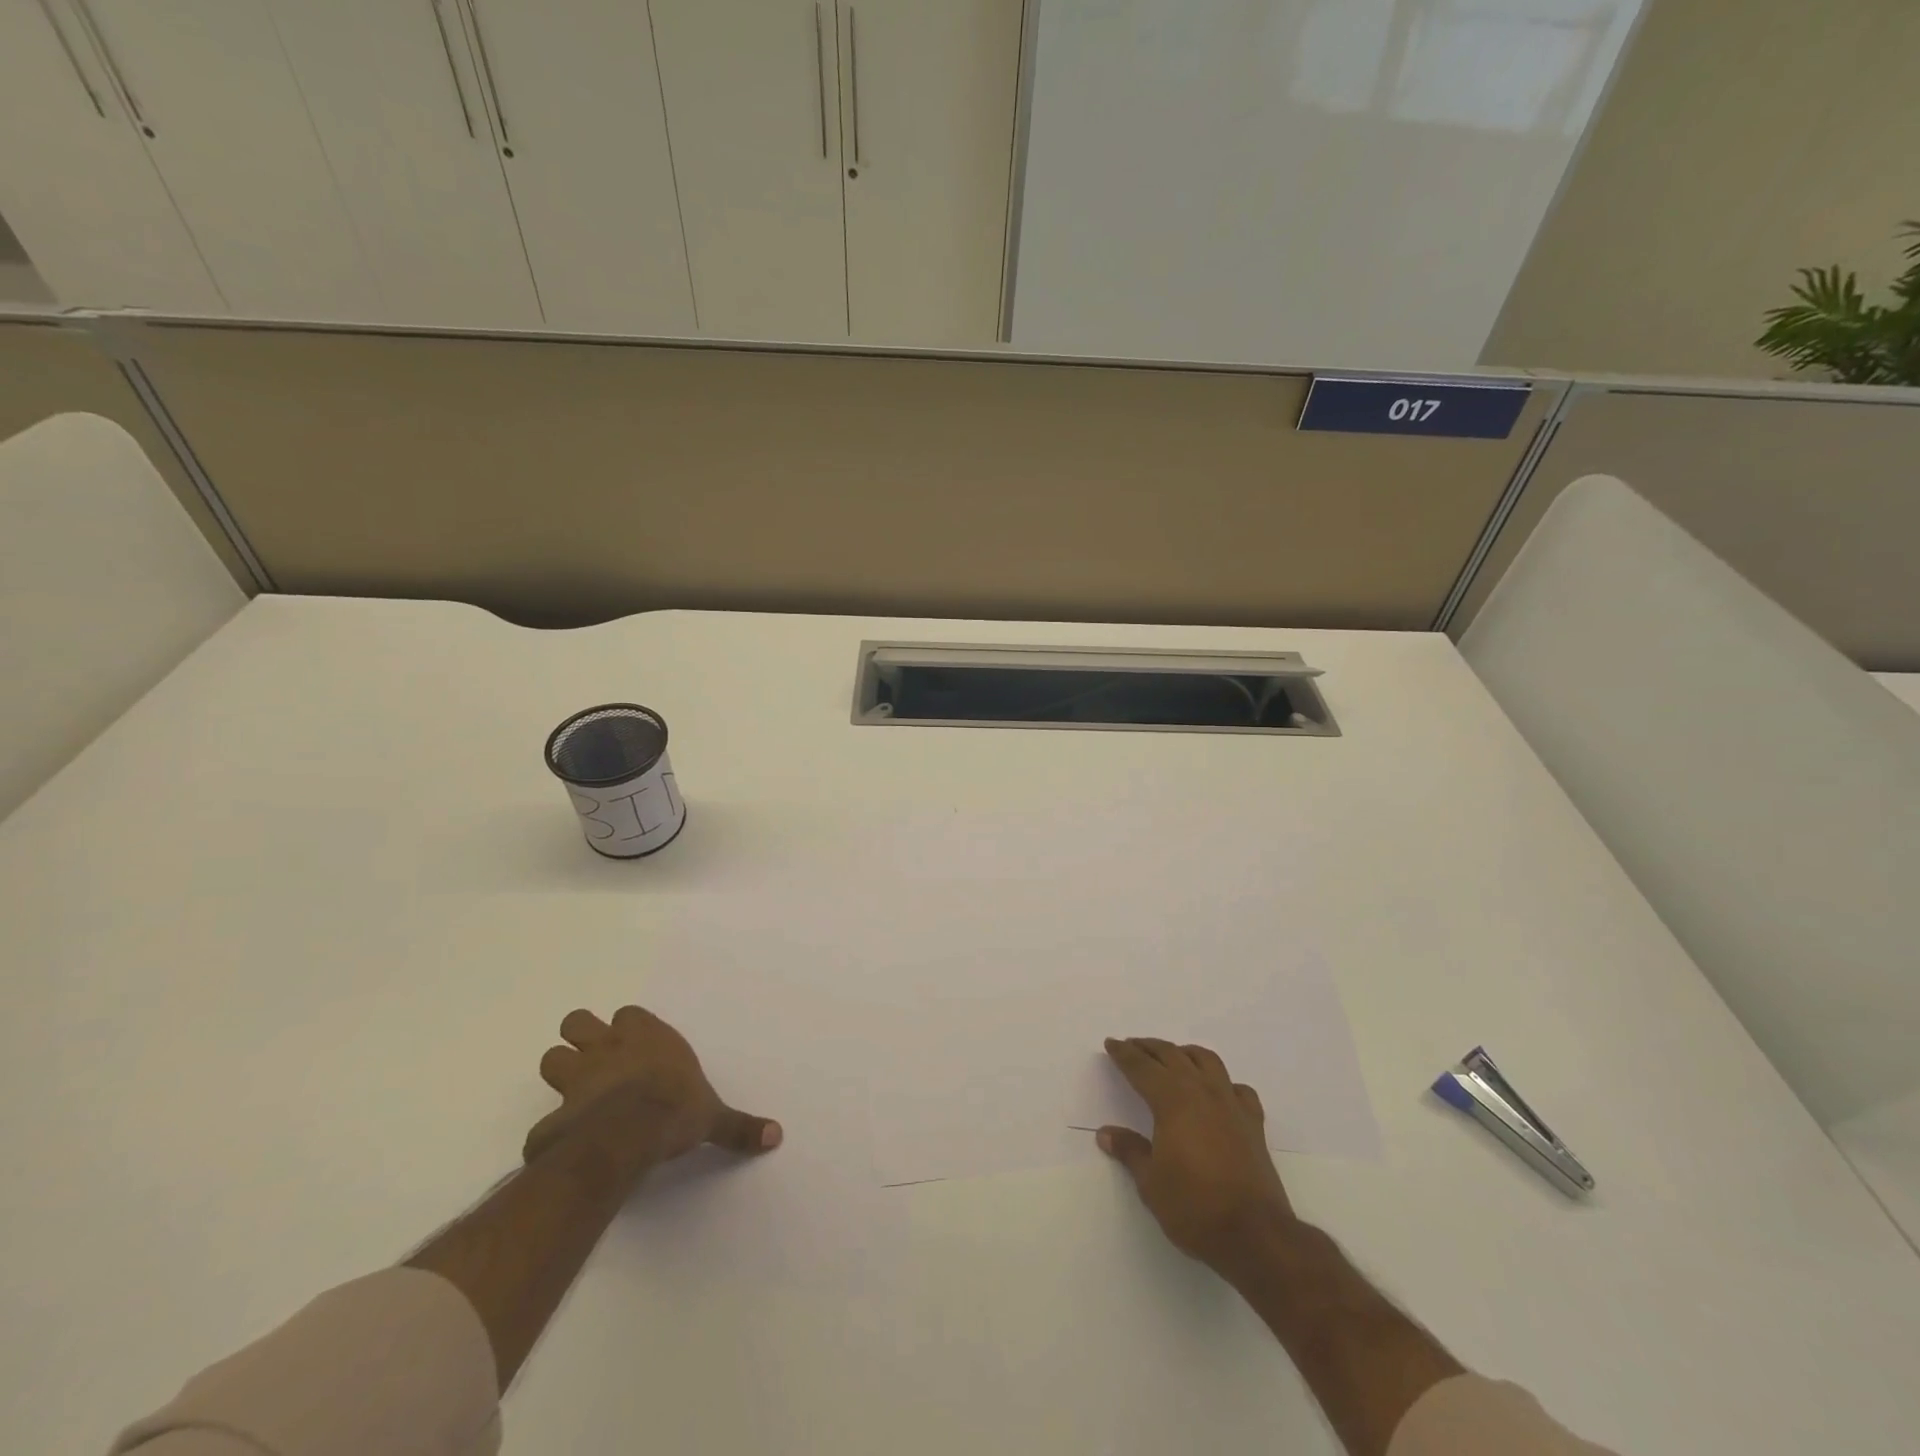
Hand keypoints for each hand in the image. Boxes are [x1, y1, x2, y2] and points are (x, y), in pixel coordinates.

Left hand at [524, 1005, 781, 1165]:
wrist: (629, 1135)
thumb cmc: (676, 1110)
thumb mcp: (713, 1117)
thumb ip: (739, 1126)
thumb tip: (776, 1135)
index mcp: (647, 1038)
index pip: (629, 1014)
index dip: (627, 1027)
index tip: (635, 1044)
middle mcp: (608, 1048)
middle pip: (577, 1022)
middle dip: (580, 1038)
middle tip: (595, 1060)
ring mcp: (577, 1079)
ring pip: (552, 1058)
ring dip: (560, 1073)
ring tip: (577, 1094)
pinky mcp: (555, 1116)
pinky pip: (544, 1122)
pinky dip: (550, 1131)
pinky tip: (563, 1145)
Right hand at [1098, 1037, 1296, 1272]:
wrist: (1256, 1235)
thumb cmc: (1194, 1207)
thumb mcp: (1150, 1183)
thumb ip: (1130, 1151)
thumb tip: (1106, 1133)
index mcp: (1172, 1100)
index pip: (1142, 1067)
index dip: (1124, 1054)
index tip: (1111, 1043)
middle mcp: (1202, 1092)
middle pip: (1172, 1055)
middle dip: (1149, 1047)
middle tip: (1132, 1045)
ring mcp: (1231, 1104)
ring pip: (1206, 1061)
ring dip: (1184, 1053)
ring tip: (1172, 1056)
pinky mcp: (1253, 1123)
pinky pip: (1237, 1088)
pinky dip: (1223, 1082)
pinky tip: (1218, 1091)